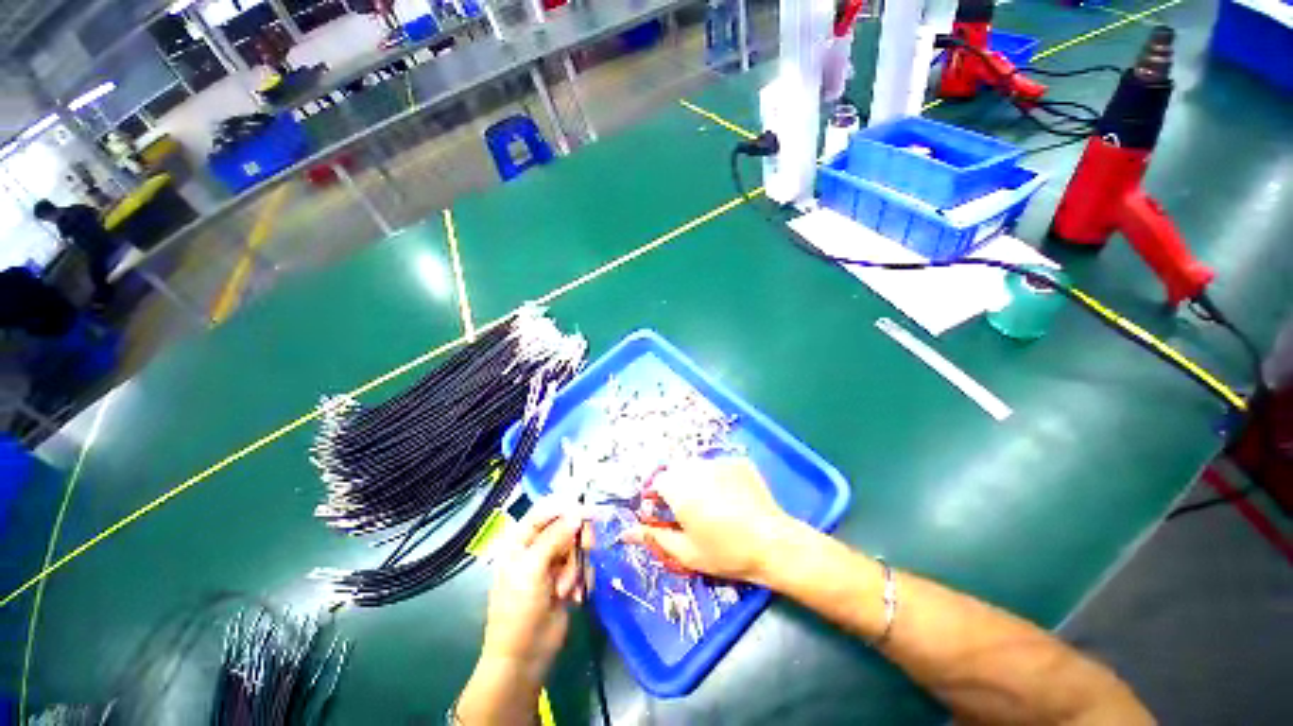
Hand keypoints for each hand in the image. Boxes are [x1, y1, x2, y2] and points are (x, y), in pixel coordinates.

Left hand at [480, 503, 584, 682]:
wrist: (524, 657)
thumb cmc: (519, 610)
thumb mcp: (532, 569)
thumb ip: (554, 537)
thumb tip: (577, 512)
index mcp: (521, 540)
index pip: (546, 510)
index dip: (566, 507)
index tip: (588, 511)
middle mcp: (539, 547)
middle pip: (567, 526)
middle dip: (576, 541)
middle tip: (586, 550)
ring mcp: (554, 564)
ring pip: (578, 547)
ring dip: (577, 567)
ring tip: (566, 589)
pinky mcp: (568, 579)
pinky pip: (584, 566)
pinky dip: (582, 579)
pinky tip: (574, 597)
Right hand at [623, 457, 800, 582]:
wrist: (773, 543)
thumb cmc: (725, 552)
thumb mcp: (686, 552)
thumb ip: (654, 538)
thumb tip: (626, 533)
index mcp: (678, 488)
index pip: (656, 483)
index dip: (657, 499)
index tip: (666, 516)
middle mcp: (695, 467)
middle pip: (676, 472)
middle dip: (677, 489)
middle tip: (690, 513)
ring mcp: (718, 461)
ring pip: (696, 467)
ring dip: (696, 481)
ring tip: (713, 505)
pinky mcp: (737, 462)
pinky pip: (718, 466)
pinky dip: (717, 478)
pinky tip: (731, 498)